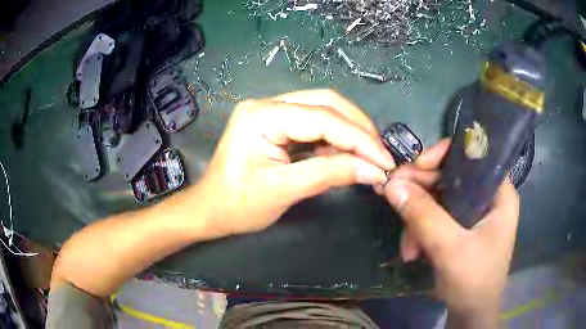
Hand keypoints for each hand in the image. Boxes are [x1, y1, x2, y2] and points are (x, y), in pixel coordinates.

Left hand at [197, 89, 394, 235]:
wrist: (210, 210)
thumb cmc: (237, 205)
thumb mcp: (283, 191)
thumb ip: (330, 175)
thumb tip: (375, 171)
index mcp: (261, 116)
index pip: (322, 118)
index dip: (359, 139)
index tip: (385, 161)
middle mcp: (267, 104)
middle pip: (326, 103)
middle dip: (358, 128)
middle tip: (380, 154)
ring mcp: (271, 110)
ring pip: (323, 109)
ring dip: (350, 131)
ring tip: (369, 156)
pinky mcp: (276, 122)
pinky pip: (314, 122)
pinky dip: (335, 137)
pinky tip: (347, 153)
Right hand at [383, 140, 518, 318]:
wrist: (470, 313)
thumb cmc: (473, 281)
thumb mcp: (449, 249)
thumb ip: (423, 216)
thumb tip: (391, 184)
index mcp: (499, 193)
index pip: (474, 157)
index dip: (444, 155)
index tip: (416, 167)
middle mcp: (488, 198)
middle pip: (451, 177)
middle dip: (421, 192)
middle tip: (393, 195)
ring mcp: (473, 214)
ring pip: (439, 198)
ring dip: (418, 219)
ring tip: (407, 246)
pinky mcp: (461, 228)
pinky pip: (436, 216)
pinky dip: (421, 231)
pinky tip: (411, 251)